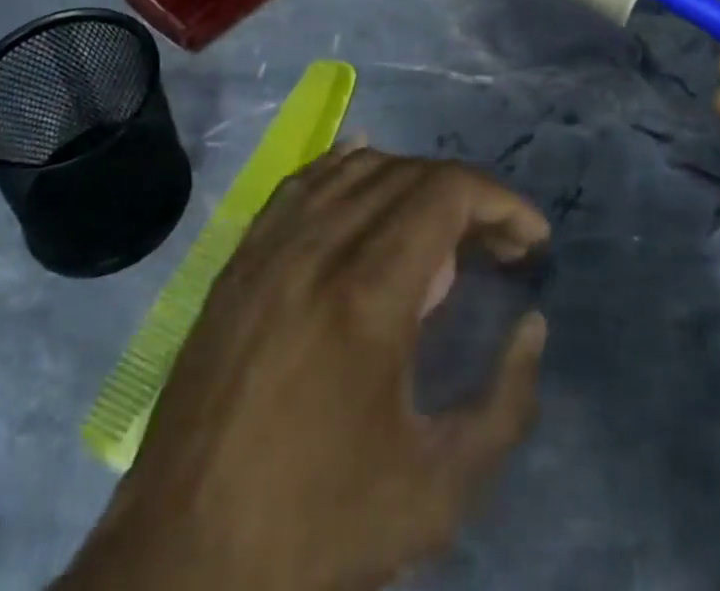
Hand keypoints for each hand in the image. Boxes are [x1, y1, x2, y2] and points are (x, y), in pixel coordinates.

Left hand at [61, 147, 550, 590]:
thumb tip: (532, 324)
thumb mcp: (439, 490)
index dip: (500, 201)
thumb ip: (506, 404)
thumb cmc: (319, 524)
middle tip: (497, 247)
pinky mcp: (241, 255)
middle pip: (408, 174)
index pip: (446, 193)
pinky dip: (347, 168)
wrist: (187, 551)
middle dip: (467, 197)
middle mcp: (317, 245)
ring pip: (356, 168)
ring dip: (412, 182)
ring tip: (442, 228)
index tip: (532, 239)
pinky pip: (304, 182)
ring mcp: (271, 243)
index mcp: (368, 291)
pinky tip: (367, 176)